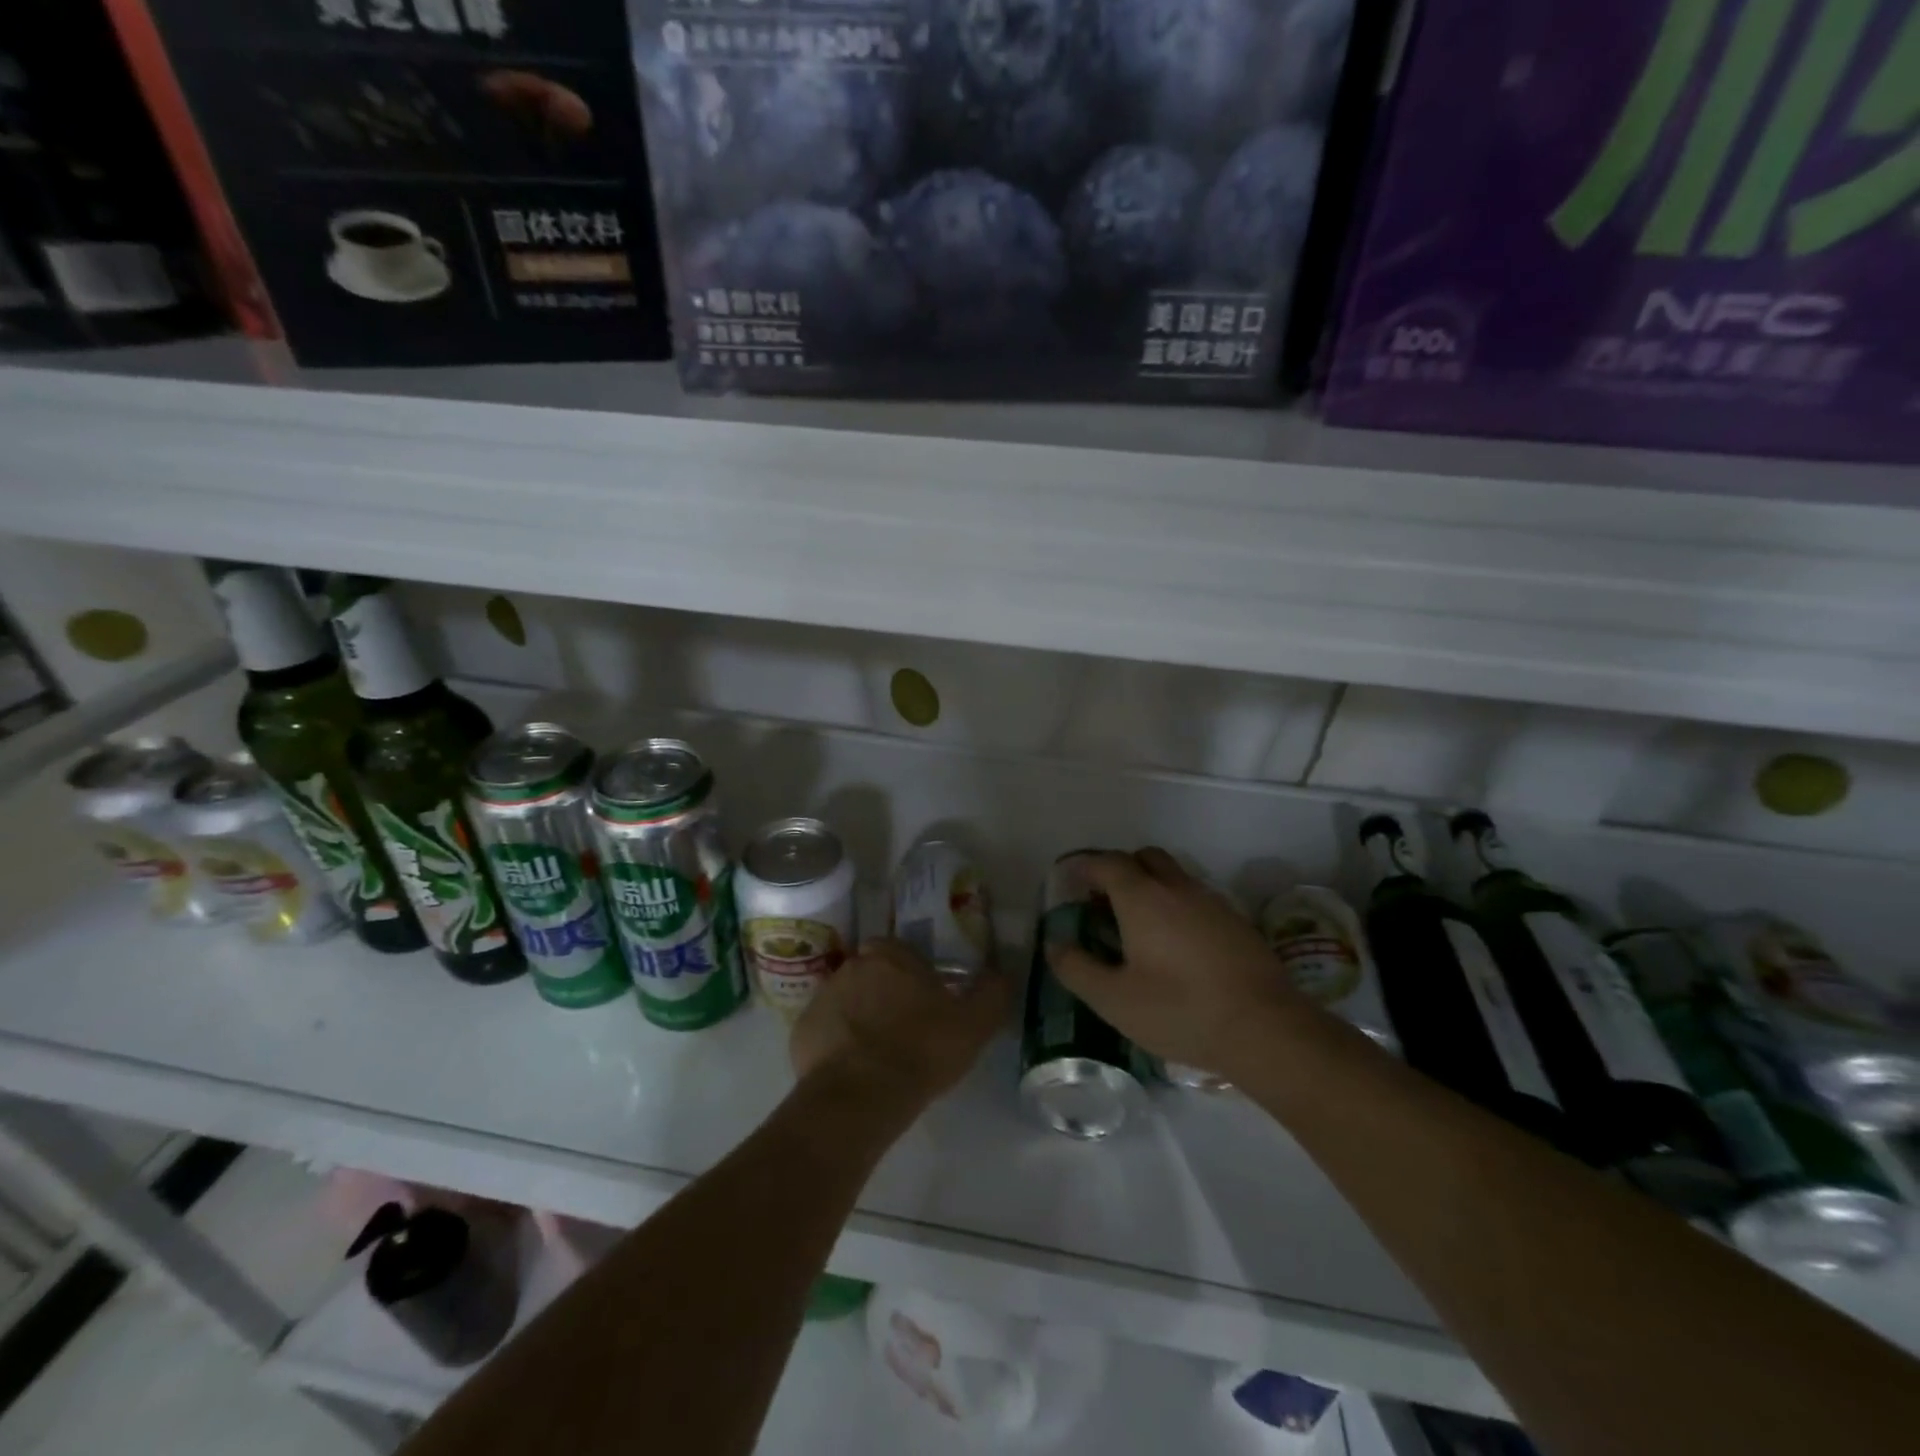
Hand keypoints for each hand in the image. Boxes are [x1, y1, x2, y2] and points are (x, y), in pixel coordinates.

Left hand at [791, 937, 1011, 1111]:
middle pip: (872, 973)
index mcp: (890, 954)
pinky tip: (855, 1071)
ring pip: (847, 1000)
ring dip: (860, 1018)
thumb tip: (1001, 973)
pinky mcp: (802, 1031)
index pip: (901, 952)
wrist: (860, 1096)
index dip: (914, 975)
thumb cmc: (922, 1050)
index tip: (926, 1002)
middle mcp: (851, 965)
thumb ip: (993, 992)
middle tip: (904, 1029)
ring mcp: (822, 997)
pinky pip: (826, 1031)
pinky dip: (837, 1044)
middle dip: (885, 993)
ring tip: (879, 1055)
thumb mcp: (974, 1023)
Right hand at [1045, 849, 1314, 1078]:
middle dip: (1120, 870)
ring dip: (1151, 887)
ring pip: (1174, 876)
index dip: (1085, 867)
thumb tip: (1055, 944)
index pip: (1107, 863)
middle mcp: (1176, 887)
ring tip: (1139, 926)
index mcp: (1142, 897)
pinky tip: (1177, 946)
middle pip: (1144, 857)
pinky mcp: (1236, 922)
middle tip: (1104, 901)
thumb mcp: (1114, 1000)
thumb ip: (1077, 968)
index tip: (1071, 883)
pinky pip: (1196, 898)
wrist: (1265, 1028)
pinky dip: (1177, 906)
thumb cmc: (1180, 1010)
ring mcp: (1211, 901)